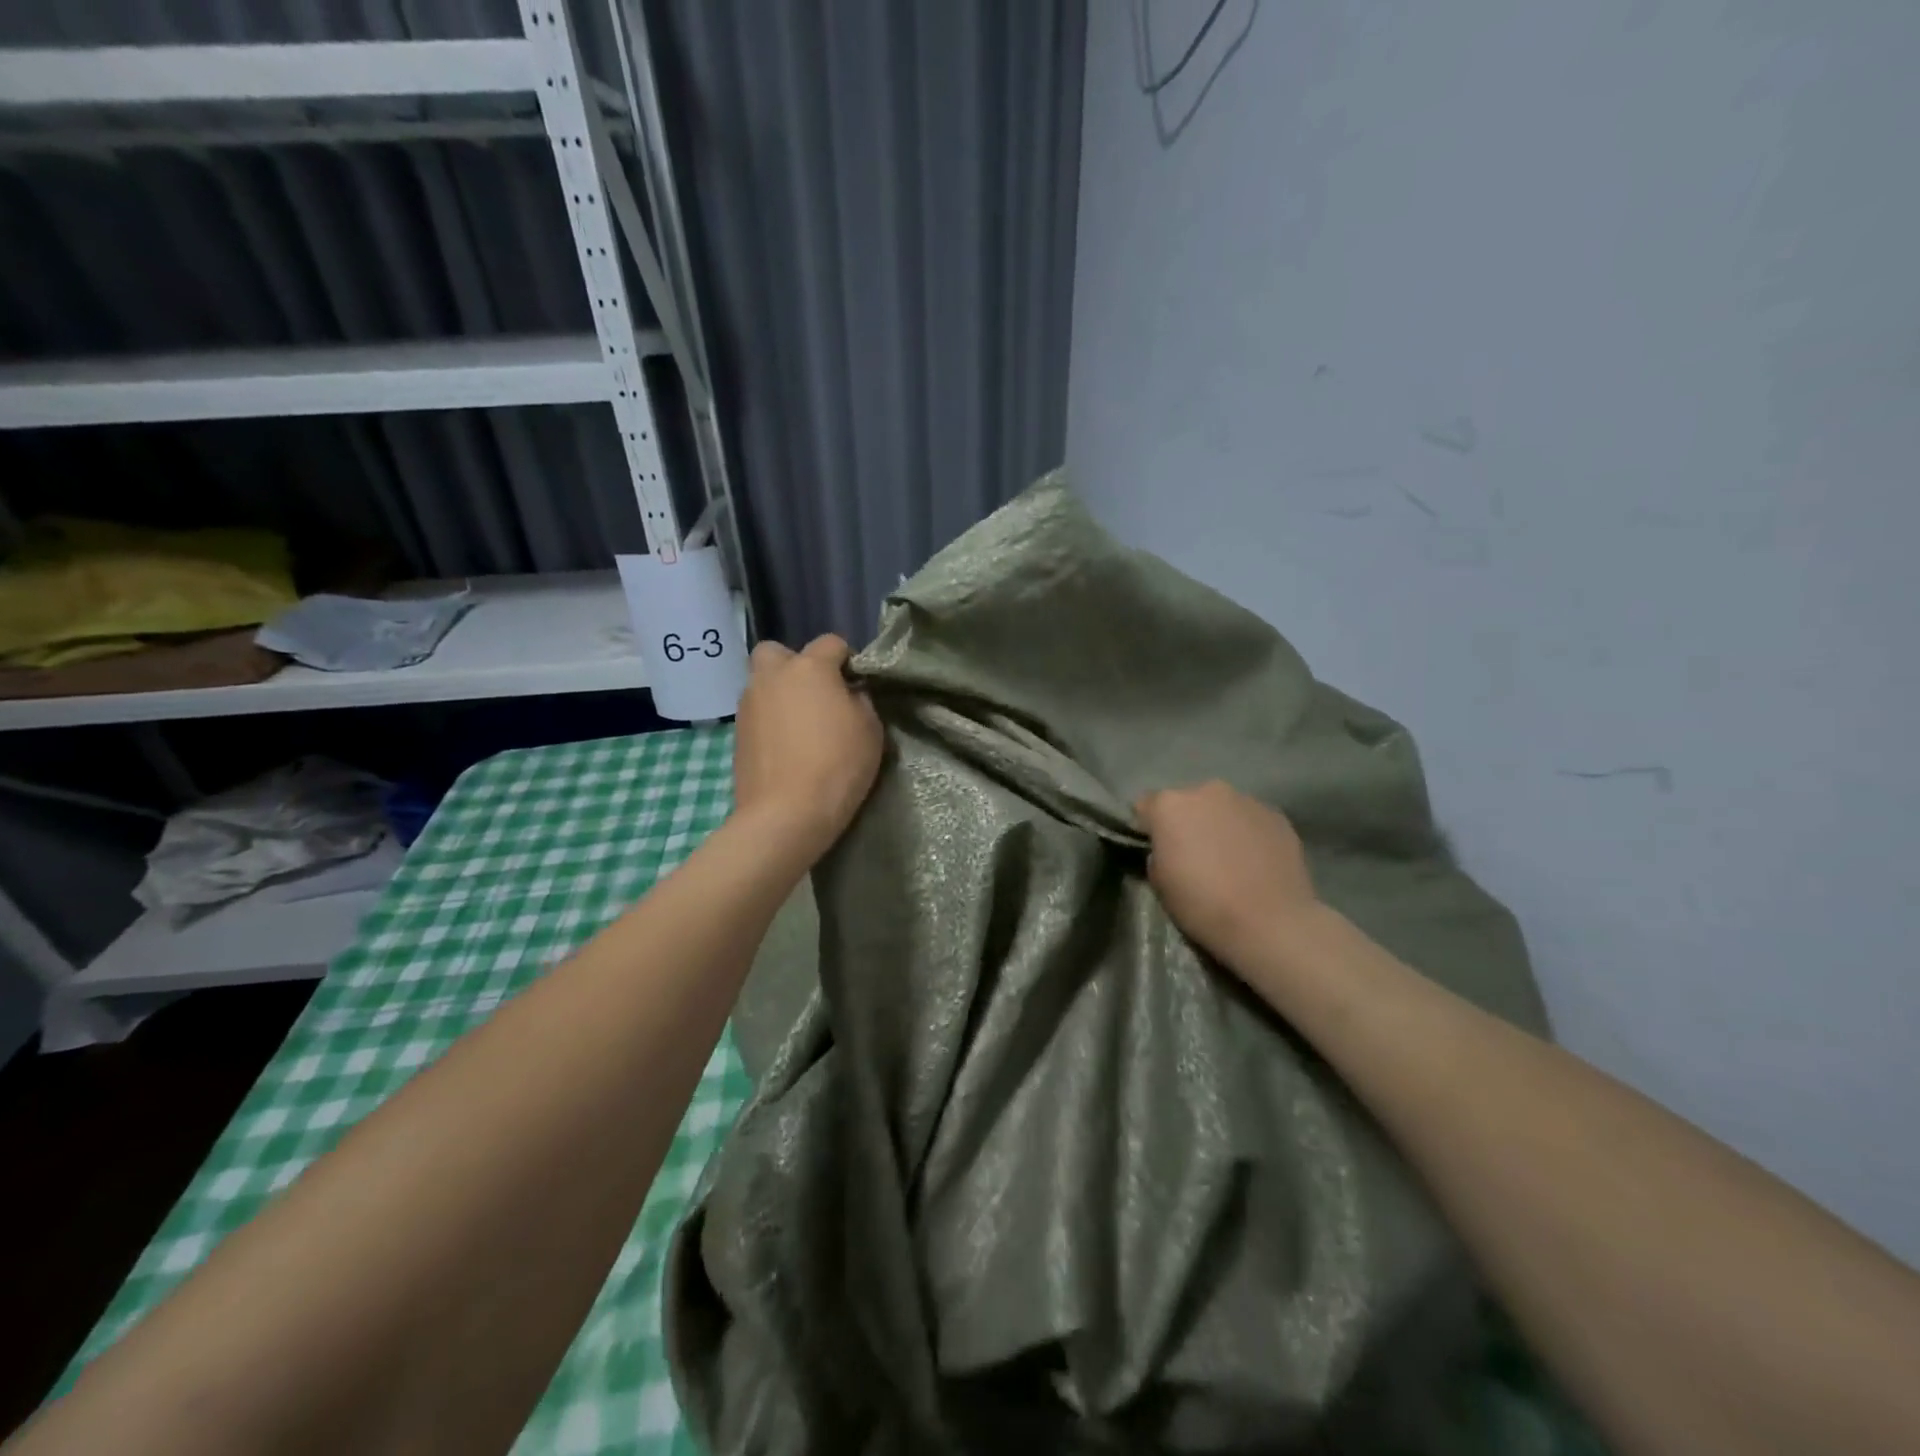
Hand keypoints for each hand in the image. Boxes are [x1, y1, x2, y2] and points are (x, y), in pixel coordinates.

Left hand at [733, 635, 883, 860]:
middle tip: (816, 695)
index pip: (831, 642)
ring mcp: (749, 704)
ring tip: (801, 726)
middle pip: (778, 652)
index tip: (856, 685)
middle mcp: (772, 676)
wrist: (785, 814)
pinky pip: (757, 713)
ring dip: (780, 694)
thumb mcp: (870, 730)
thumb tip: (849, 693)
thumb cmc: (837, 766)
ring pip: (763, 683)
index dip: (847, 660)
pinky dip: (770, 721)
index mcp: (809, 668)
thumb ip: (861, 701)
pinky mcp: (737, 733)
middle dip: (796, 665)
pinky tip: (786, 747)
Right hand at [1135, 781, 1320, 973]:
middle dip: (1186, 821)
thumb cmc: (1203, 905)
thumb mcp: (1159, 883)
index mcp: (1170, 805)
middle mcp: (1207, 791)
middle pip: (1187, 801)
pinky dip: (1248, 833)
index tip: (1156, 848)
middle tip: (1194, 853)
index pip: (1146, 806)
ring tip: (1229, 858)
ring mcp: (1246, 800)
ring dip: (1219, 825)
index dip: (1148, 827)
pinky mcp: (1277, 815)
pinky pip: (1251, 819)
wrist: (1270, 922)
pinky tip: (1255, 861)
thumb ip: (1158, 852)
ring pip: (1221, 808)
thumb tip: (1171, 848)